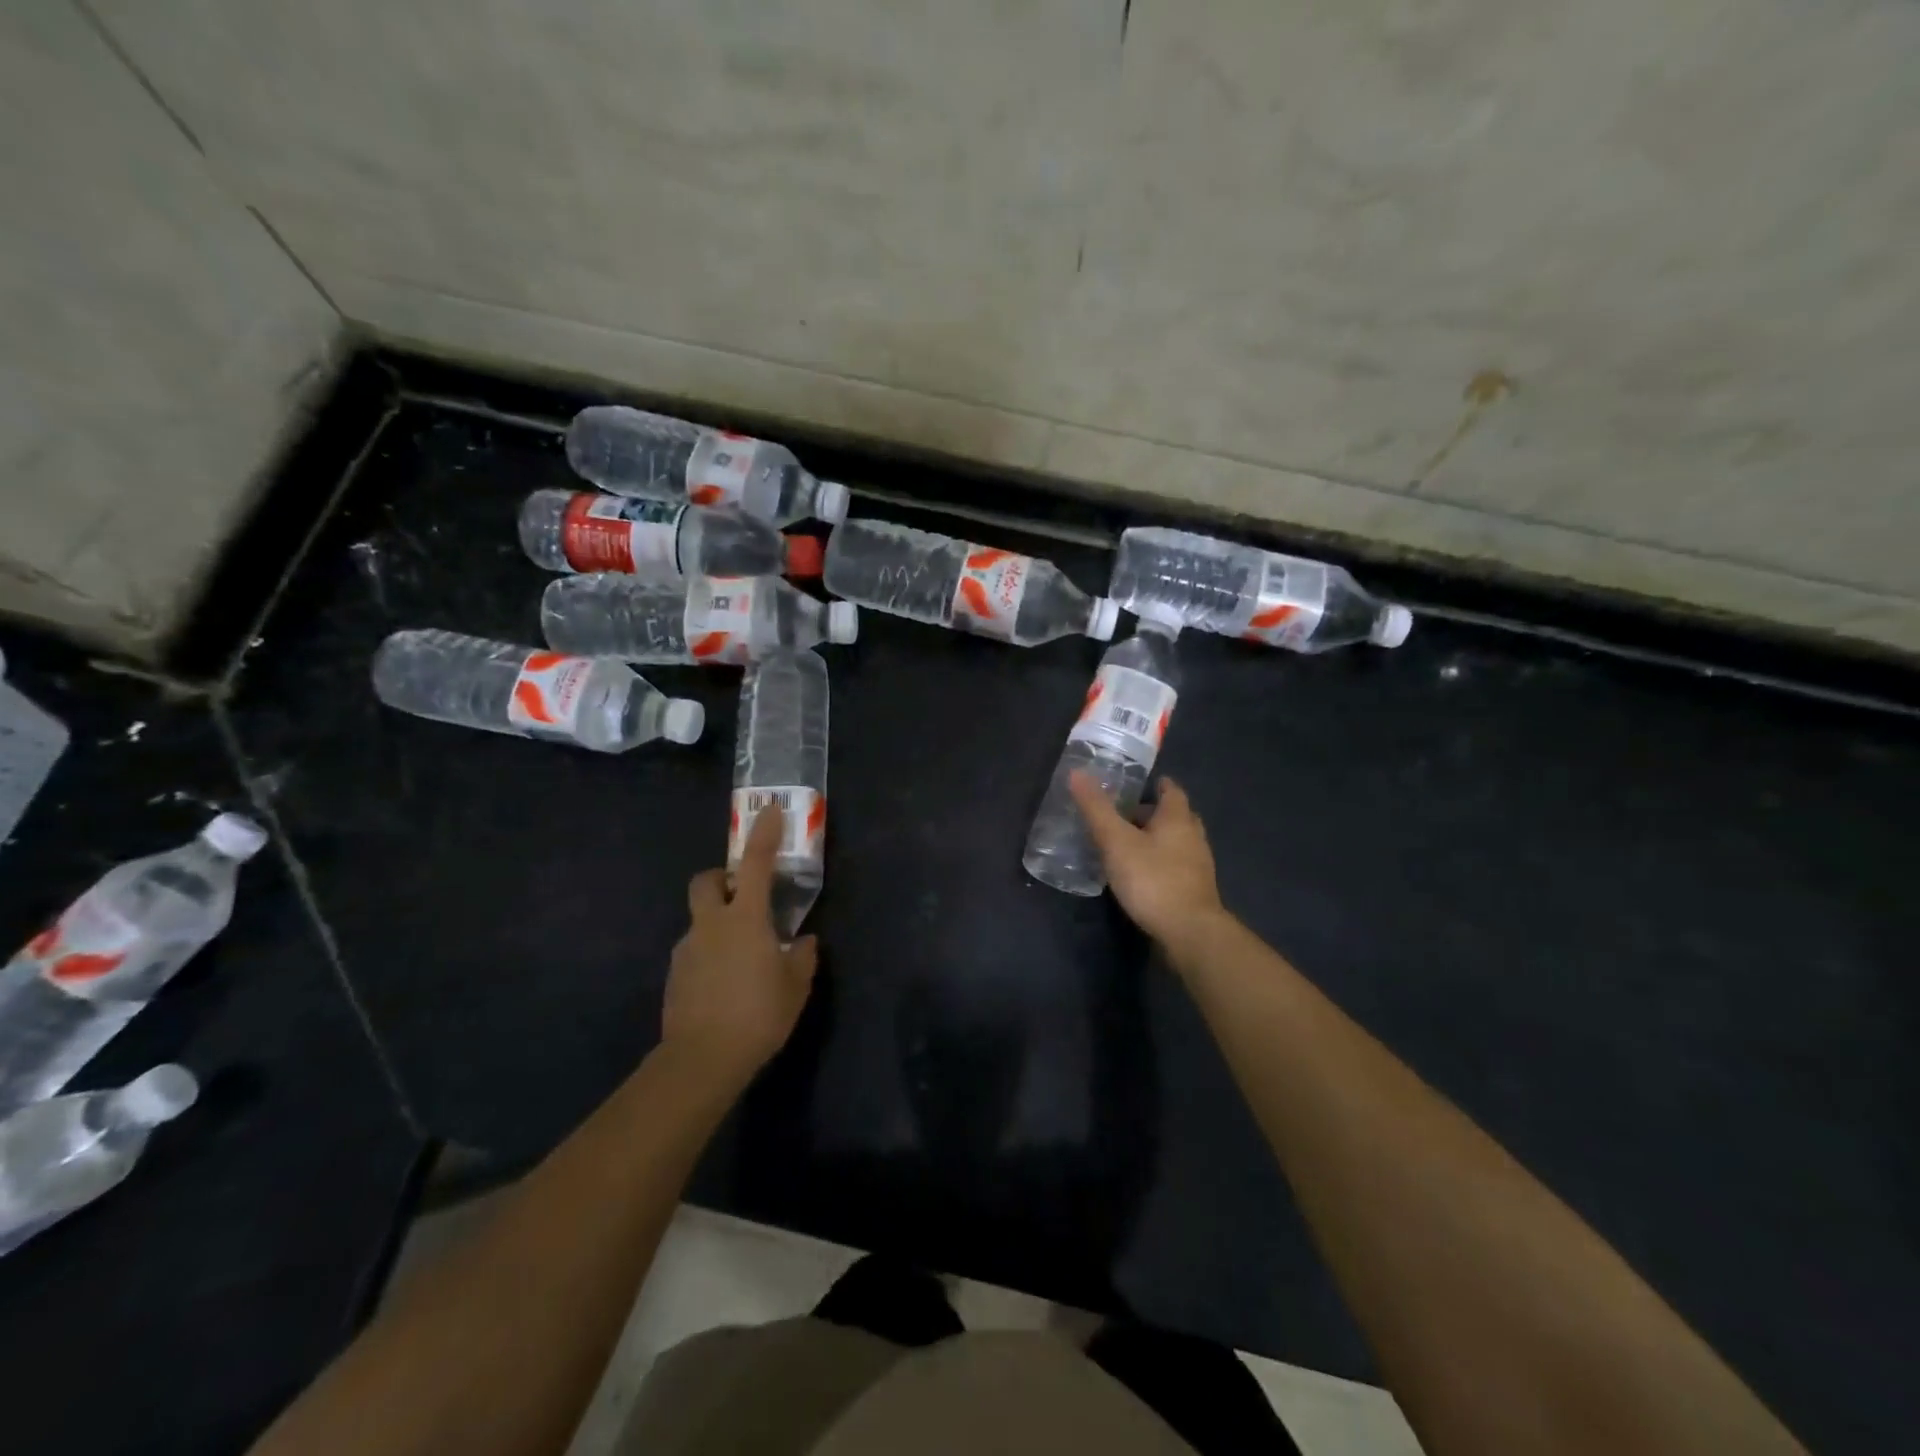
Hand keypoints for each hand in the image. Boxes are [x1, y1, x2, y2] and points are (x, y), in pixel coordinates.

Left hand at [663, 803, 817, 1082]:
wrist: (702, 1060)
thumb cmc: (758, 1014)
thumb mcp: (795, 987)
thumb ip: (802, 957)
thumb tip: (803, 942)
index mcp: (745, 919)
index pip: (756, 864)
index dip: (764, 835)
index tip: (770, 812)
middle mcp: (711, 925)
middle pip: (706, 881)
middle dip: (722, 877)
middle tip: (743, 893)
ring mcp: (687, 950)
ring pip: (699, 920)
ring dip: (718, 923)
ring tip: (742, 956)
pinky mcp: (674, 976)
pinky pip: (694, 951)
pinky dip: (709, 954)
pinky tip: (725, 984)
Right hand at [1069, 771, 1226, 949]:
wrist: (1189, 932)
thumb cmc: (1152, 879)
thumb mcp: (1116, 841)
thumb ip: (1097, 809)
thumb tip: (1077, 772)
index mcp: (1177, 818)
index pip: (1171, 790)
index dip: (1157, 785)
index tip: (1140, 785)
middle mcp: (1193, 836)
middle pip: (1176, 816)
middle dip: (1153, 813)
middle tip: (1126, 815)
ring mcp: (1198, 865)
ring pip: (1177, 842)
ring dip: (1157, 839)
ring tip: (1129, 844)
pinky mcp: (1195, 890)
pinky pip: (1176, 865)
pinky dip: (1160, 862)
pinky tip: (1141, 874)